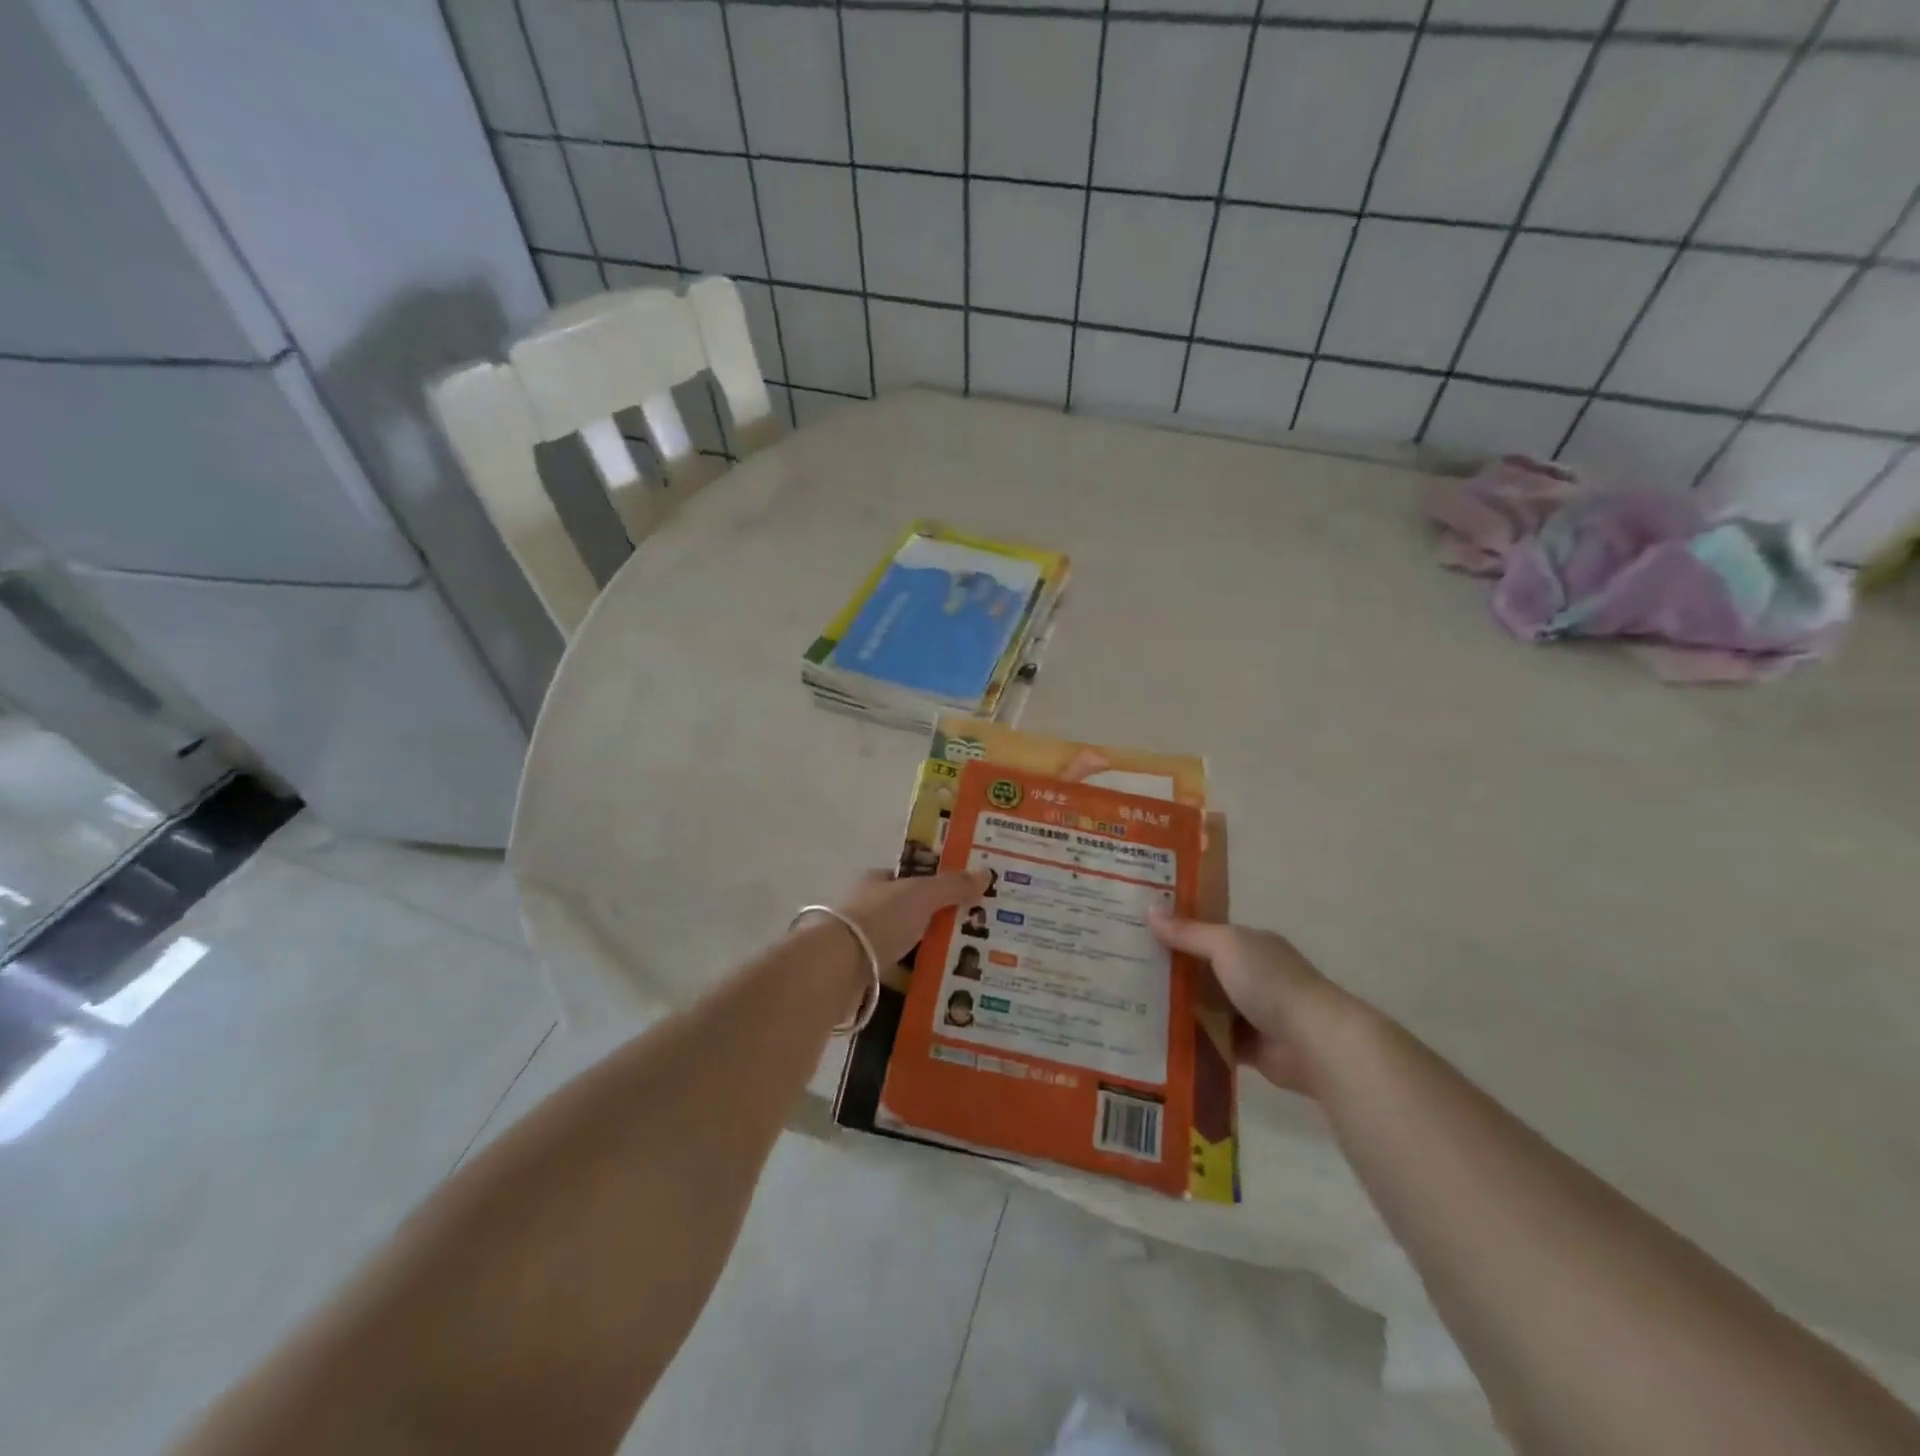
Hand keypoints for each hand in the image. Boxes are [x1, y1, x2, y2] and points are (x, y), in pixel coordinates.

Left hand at [835, 868, 987, 968]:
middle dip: (937, 922)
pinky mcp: (861, 974)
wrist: (836, 967)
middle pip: (910, 912)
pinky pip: (896, 973)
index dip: (937, 885)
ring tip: (963, 964)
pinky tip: (938, 986)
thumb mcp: (922, 895)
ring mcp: (862, 942)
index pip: (911, 878)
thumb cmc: (879, 919)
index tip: (965, 897)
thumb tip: (987, 873)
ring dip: (926, 952)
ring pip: (903, 944)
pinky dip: (914, 979)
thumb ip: (953, 885)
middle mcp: (867, 908)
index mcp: (877, 881)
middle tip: (974, 934)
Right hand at [1149, 912, 1355, 1095]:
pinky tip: (1157, 1037)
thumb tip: (1148, 909)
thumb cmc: (1270, 982)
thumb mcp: (1225, 946)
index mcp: (1249, 943)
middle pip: (1200, 968)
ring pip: (1203, 1005)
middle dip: (1168, 969)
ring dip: (1176, 1006)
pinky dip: (1190, 1038)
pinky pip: (1210, 1038)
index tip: (1135, 930)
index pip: (1204, 930)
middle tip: (1122, 969)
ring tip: (1130, 1004)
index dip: (1173, 929)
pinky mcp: (1247, 1046)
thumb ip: (1188, 932)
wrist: (1314, 1042)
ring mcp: (1250, 1011)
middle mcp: (1250, 973)